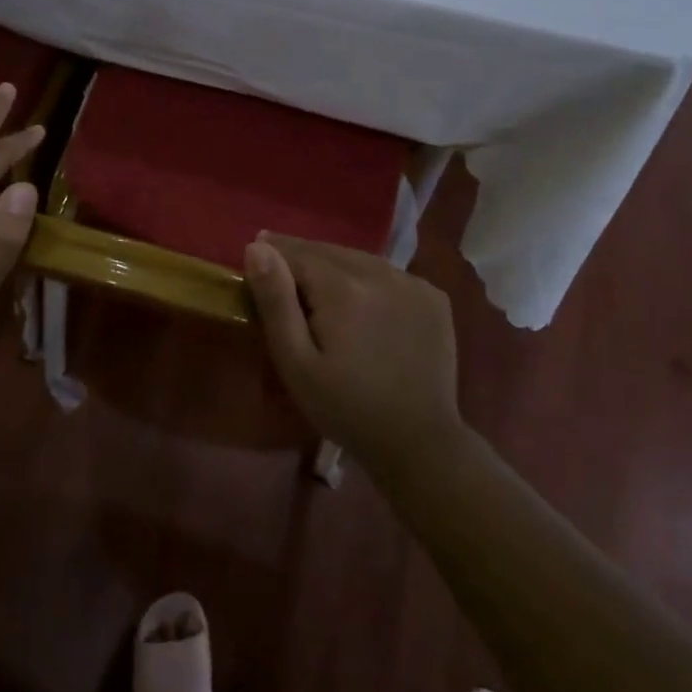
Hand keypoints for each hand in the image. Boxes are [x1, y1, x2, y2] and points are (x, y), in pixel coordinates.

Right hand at [243, 233, 464, 476]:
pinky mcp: (433, 296)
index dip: (274, 255)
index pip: (296, 252)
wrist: (419, 443)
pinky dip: (368, 279)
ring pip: (359, 259)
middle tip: (282, 271)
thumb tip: (257, 248)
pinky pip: (387, 274)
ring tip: (318, 285)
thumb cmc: (345, 407)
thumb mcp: (296, 362)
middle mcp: (380, 272)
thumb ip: (275, 301)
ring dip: (335, 266)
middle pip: (328, 251)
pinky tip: (361, 302)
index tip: (257, 259)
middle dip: (302, 257)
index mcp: (343, 287)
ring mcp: (412, 282)